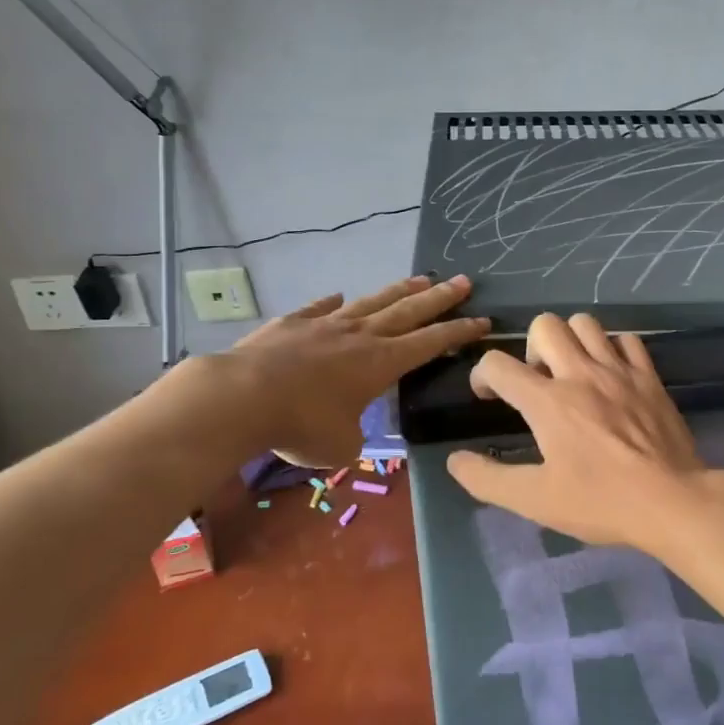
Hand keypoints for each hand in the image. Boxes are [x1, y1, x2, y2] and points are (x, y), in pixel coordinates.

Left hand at [227, 274, 487, 467]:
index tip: (482, 319)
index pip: (431, 342)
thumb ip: (353, 435)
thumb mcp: (340, 446)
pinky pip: (319, 308)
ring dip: (399, 290)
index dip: (459, 331)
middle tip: (464, 281)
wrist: (241, 397)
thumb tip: (347, 430)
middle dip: (440, 297)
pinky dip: (332, 303)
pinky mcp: (293, 322)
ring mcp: (325, 324)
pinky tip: (338, 296)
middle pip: (409, 310)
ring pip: (372, 301)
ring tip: (420, 278)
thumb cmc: (300, 425)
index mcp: (381, 363)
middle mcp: (361, 335)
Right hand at [445, 312, 722, 552]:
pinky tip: (611, 374)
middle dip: (529, 347)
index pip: (497, 364)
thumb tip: (455, 460)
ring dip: (570, 340)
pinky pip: (627, 339)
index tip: (489, 396)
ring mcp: (619, 370)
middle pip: (544, 325)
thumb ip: (488, 479)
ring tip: (571, 372)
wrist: (672, 501)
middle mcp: (580, 374)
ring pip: (585, 323)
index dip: (482, 375)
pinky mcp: (649, 376)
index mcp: (548, 401)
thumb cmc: (600, 502)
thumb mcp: (535, 501)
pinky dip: (612, 349)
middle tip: (537, 381)